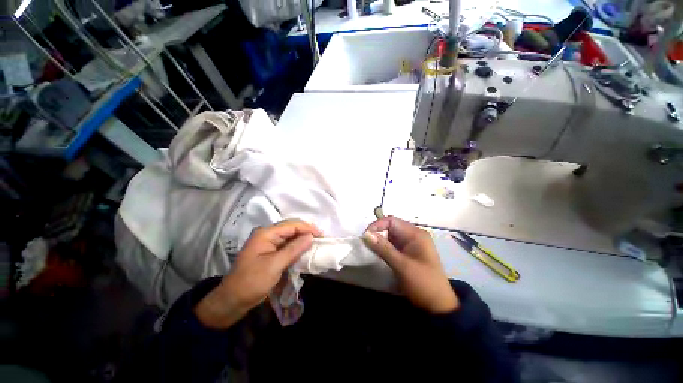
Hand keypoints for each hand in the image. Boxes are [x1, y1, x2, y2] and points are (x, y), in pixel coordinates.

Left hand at [195, 220, 320, 328]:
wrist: (232, 301)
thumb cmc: (252, 282)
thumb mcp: (274, 265)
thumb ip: (293, 249)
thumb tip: (310, 237)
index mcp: (266, 234)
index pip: (291, 225)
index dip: (307, 228)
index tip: (321, 235)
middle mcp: (267, 235)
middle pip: (291, 229)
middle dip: (306, 232)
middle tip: (320, 239)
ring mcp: (268, 244)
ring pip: (290, 237)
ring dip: (302, 240)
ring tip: (315, 244)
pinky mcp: (270, 252)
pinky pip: (286, 246)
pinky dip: (296, 248)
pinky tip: (304, 251)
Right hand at [363, 216, 458, 313]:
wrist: (437, 307)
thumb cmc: (423, 284)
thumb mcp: (402, 265)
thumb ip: (383, 248)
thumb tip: (366, 234)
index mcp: (416, 234)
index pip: (392, 221)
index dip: (377, 225)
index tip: (365, 236)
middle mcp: (413, 236)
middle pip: (391, 227)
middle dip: (378, 234)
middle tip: (366, 245)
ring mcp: (411, 245)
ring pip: (390, 236)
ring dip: (380, 241)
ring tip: (371, 250)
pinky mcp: (407, 253)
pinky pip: (392, 245)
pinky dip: (384, 248)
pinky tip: (378, 255)